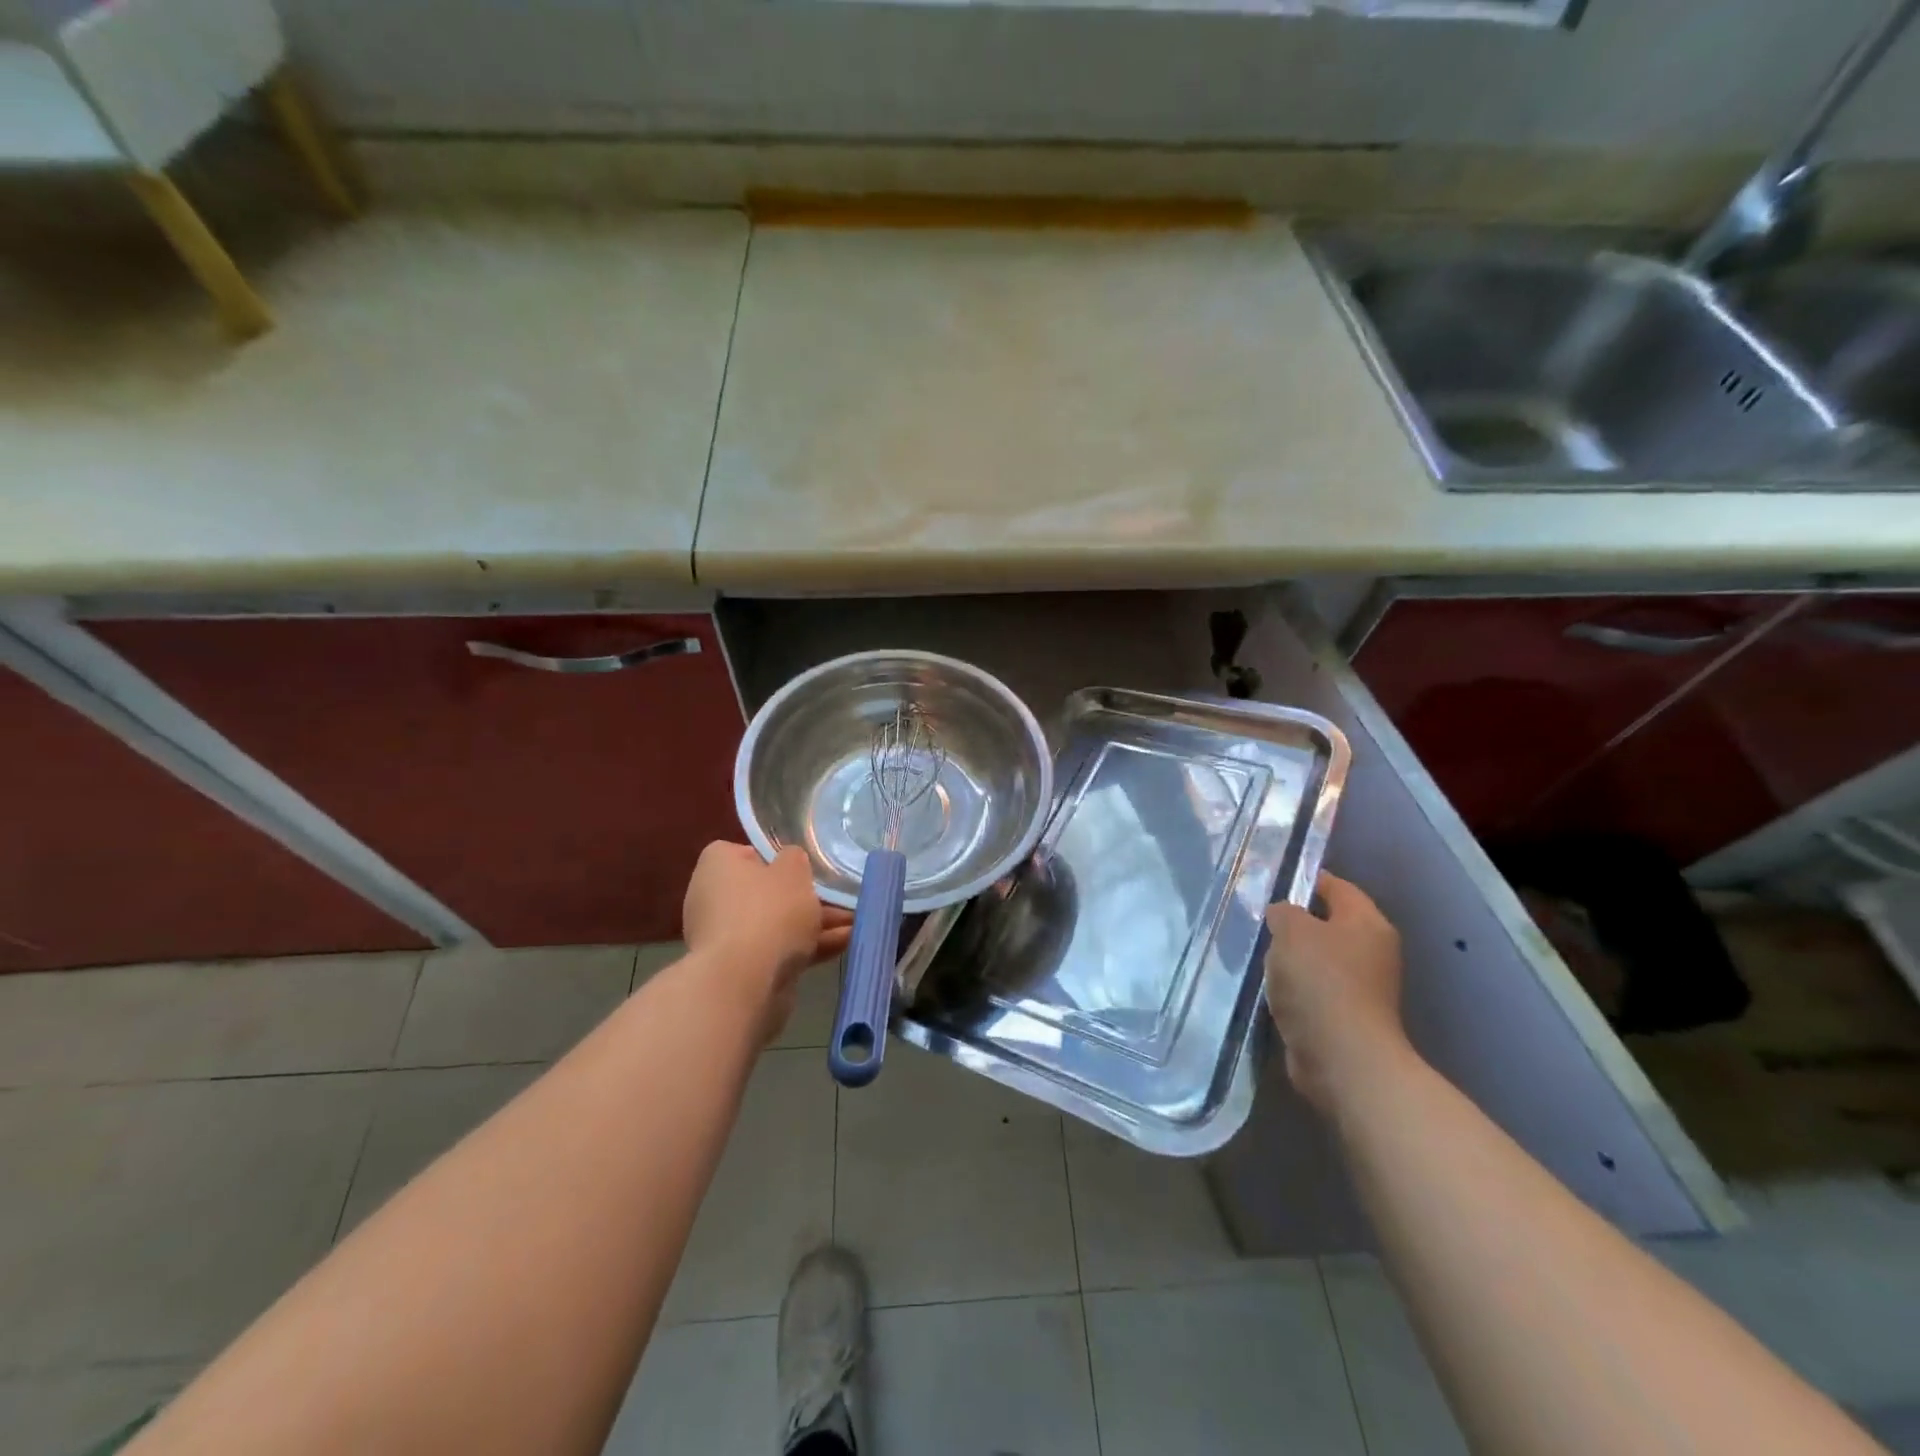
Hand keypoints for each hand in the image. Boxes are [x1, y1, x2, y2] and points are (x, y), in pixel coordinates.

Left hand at [684, 843, 853, 1004]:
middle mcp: (714, 900)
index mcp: (717, 867)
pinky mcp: (742, 970)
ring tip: (855, 923)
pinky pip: (779, 950)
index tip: (801, 867)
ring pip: (777, 923)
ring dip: (814, 923)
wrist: (745, 983)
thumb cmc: (767, 912)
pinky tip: (844, 945)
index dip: (775, 858)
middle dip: (805, 897)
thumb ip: (794, 859)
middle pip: (766, 892)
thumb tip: (789, 861)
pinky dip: (808, 947)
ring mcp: (726, 938)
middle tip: (839, 898)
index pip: (744, 853)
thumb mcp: (793, 870)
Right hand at [1264, 873, 1408, 1112]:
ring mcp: (1362, 987)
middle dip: (1295, 920)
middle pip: (1328, 923)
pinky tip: (1269, 987)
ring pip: (1319, 958)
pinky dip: (1294, 987)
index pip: (1337, 886)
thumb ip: (1284, 912)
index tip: (1271, 880)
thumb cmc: (1320, 983)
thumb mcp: (1292, 931)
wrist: (1342, 1059)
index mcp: (1367, 923)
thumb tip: (1283, 914)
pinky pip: (1314, 989)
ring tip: (1258, 953)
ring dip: (1292, 957)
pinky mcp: (1346, 1017)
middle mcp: (1371, 951)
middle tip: (1257, 917)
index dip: (1306, 879)